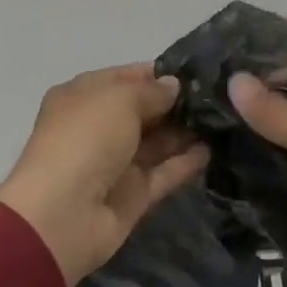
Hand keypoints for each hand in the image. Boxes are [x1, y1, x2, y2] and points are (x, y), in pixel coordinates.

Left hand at [0, 64, 210, 285]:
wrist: (62, 215)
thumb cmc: (85, 139)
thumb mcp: (118, 100)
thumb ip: (151, 91)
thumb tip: (173, 86)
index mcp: (82, 97)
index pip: (125, 78)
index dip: (158, 74)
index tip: (198, 71)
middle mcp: (98, 127)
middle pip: (144, 110)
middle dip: (177, 103)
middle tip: (220, 96)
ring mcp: (116, 163)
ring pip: (157, 142)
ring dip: (186, 131)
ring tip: (224, 119)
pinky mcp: (133, 194)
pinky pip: (164, 173)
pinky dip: (186, 162)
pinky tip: (214, 149)